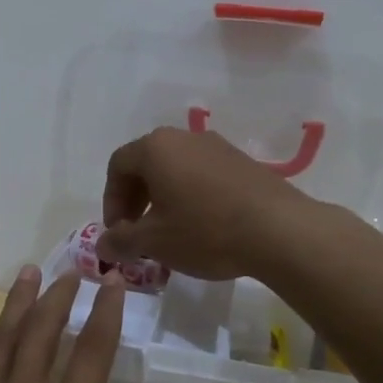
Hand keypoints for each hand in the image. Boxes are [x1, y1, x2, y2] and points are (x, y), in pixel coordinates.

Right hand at [99, 126, 314, 279]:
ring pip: (176, 169)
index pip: (117, 166)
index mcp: (156, 148)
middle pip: (146, 164)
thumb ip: (121, 241)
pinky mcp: (243, 162)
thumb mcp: (155, 242)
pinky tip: (203, 228)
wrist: (280, 230)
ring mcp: (217, 147)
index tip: (119, 232)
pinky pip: (203, 175)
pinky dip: (192, 196)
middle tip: (140, 234)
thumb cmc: (205, 231)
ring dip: (164, 199)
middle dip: (136, 200)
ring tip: (171, 234)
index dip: (111, 201)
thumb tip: (102, 245)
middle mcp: (184, 137)